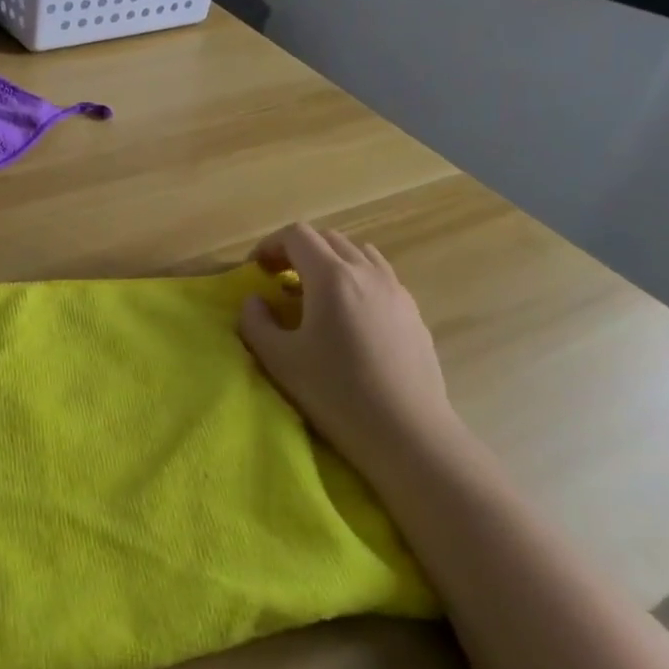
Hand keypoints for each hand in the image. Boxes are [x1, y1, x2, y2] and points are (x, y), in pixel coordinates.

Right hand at [240, 224, 461, 472]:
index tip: (256, 272)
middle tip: (279, 281)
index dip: (270, 245)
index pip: (297, 235)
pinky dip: (355, 279)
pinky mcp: (413, 312)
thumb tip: (255, 301)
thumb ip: (256, 322)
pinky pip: (379, 276)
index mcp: (331, 277)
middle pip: (328, 239)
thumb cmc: (336, 393)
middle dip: (298, 251)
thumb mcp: (279, 360)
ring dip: (329, 263)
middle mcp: (366, 272)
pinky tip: (349, 317)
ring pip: (358, 254)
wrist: (407, 432)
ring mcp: (396, 290)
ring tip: (315, 295)